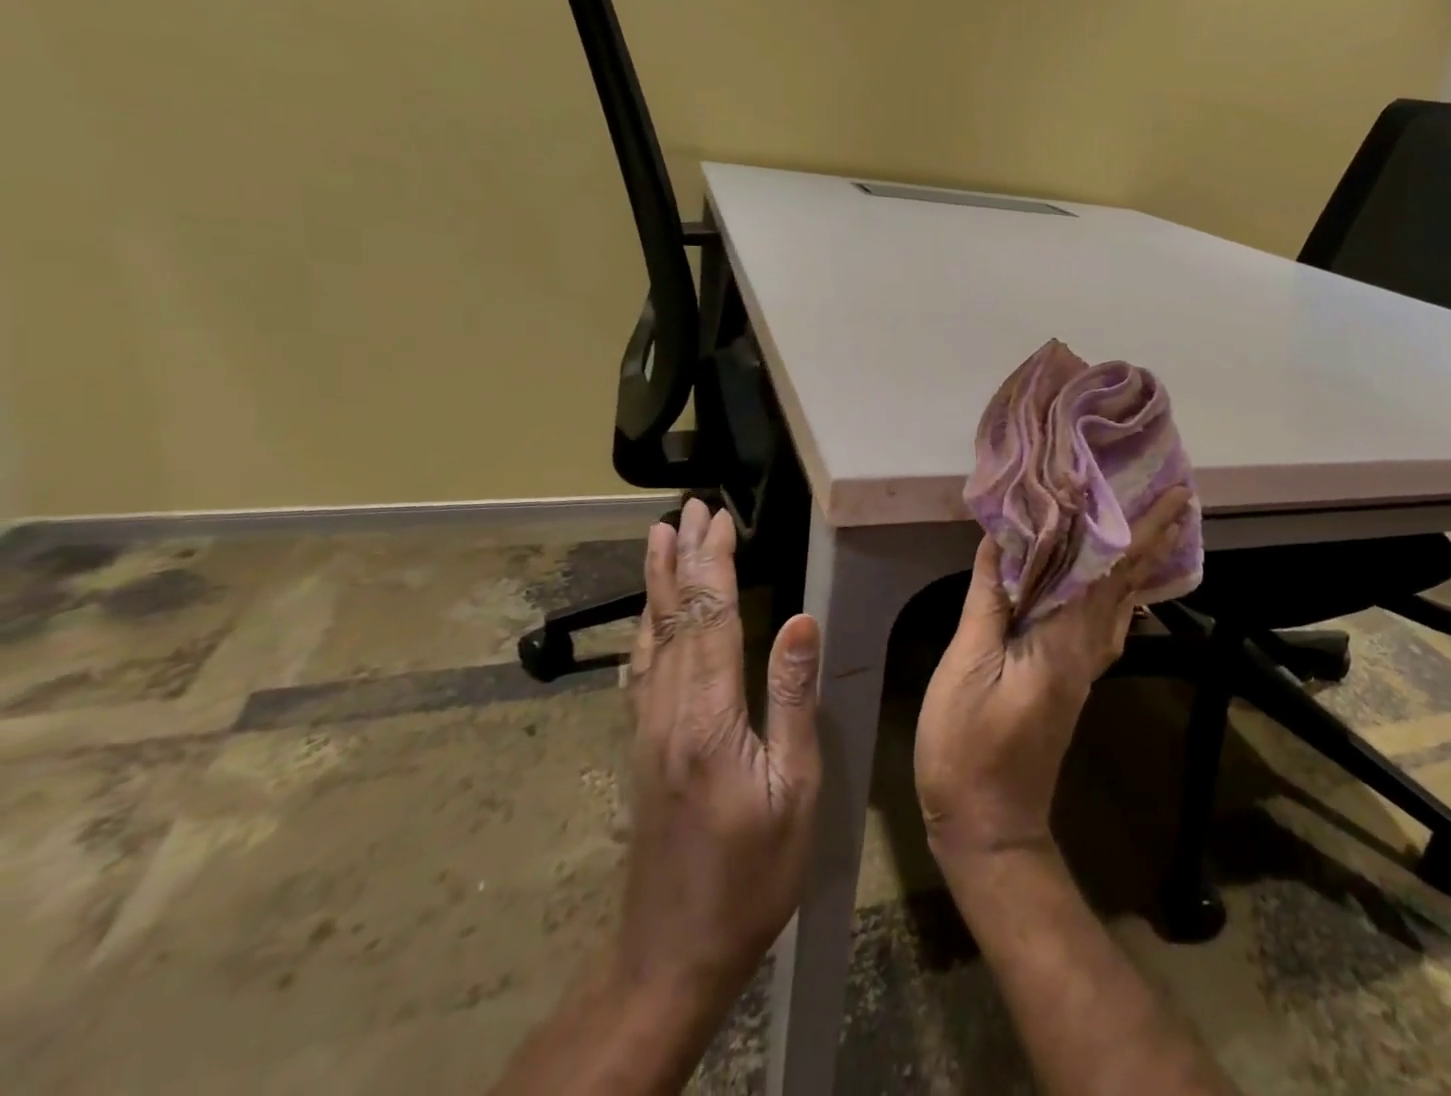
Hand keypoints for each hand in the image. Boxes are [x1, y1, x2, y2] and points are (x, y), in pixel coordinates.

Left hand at [616, 500, 822, 1004]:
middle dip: (682, 558)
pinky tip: (645, 622)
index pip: (711, 617)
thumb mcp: (795, 789)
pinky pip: (641, 672)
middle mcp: (668, 711)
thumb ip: (792, 699)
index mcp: (709, 716)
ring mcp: (648, 730)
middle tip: (685, 509)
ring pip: (650, 639)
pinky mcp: (643, 748)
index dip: (714, 563)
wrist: (675, 951)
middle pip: (674, 617)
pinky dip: (644, 631)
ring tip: (658, 540)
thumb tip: (799, 620)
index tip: (718, 519)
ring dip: (657, 584)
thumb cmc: (753, 872)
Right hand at [914, 488, 1191, 865]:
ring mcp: (1084, 667)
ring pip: (1123, 603)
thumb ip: (989, 601)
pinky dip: (1122, 591)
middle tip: (1181, 498)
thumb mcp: (968, 667)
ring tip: (1158, 528)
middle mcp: (1087, 648)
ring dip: (1143, 562)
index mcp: (1066, 639)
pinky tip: (1117, 585)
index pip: (1111, 571)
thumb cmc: (969, 746)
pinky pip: (1107, 621)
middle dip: (1155, 538)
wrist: (990, 825)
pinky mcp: (1072, 679)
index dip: (1141, 530)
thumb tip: (1001, 539)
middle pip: (1128, 583)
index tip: (1171, 495)